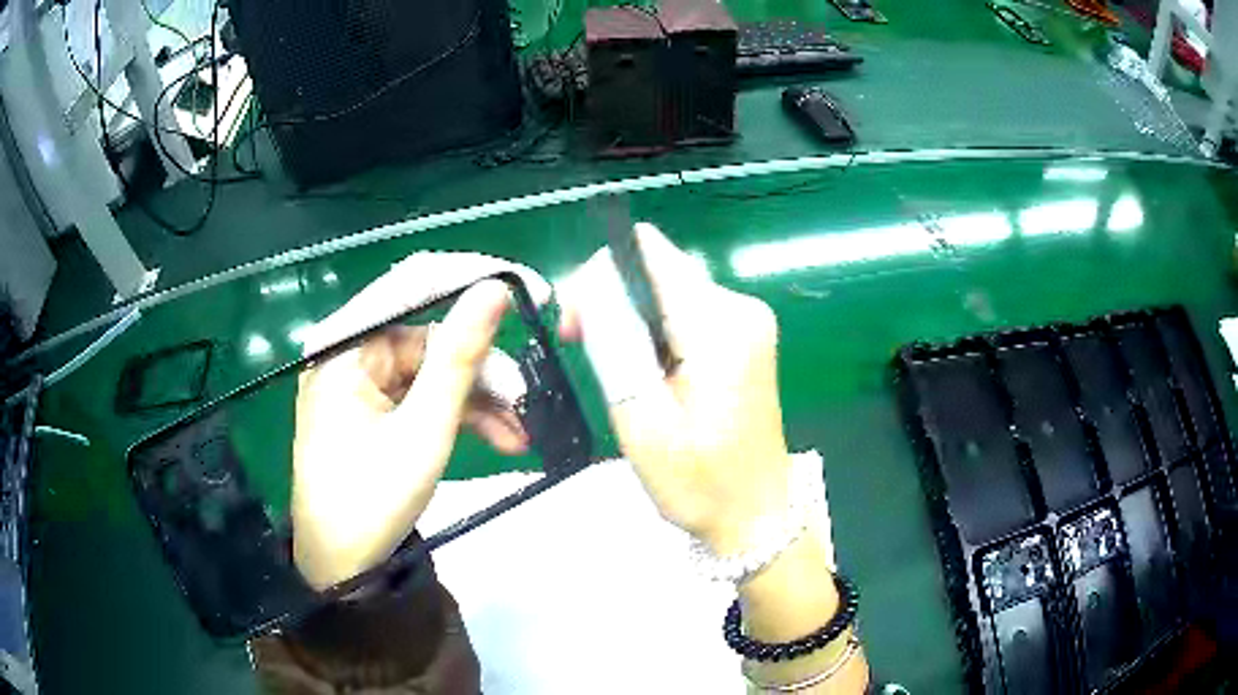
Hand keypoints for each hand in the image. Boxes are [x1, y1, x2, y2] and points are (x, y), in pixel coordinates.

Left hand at [291, 253, 546, 589]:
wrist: (343, 564)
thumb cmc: (372, 501)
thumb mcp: (424, 429)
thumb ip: (460, 356)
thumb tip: (497, 287)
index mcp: (344, 342)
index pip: (416, 281)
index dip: (478, 278)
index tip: (535, 293)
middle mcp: (350, 347)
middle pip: (431, 329)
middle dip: (484, 364)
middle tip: (527, 392)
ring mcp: (363, 376)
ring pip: (436, 364)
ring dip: (481, 394)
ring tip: (519, 432)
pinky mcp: (376, 401)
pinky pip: (426, 390)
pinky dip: (463, 411)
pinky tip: (500, 437)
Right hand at [557, 224, 791, 554]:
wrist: (757, 516)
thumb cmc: (699, 483)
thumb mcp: (641, 419)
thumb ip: (614, 344)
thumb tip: (593, 286)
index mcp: (719, 324)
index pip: (648, 253)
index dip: (601, 276)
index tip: (579, 323)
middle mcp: (740, 308)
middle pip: (657, 271)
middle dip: (613, 302)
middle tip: (587, 352)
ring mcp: (748, 323)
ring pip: (668, 293)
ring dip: (633, 322)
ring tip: (620, 376)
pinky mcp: (746, 340)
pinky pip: (687, 315)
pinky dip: (657, 335)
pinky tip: (650, 376)